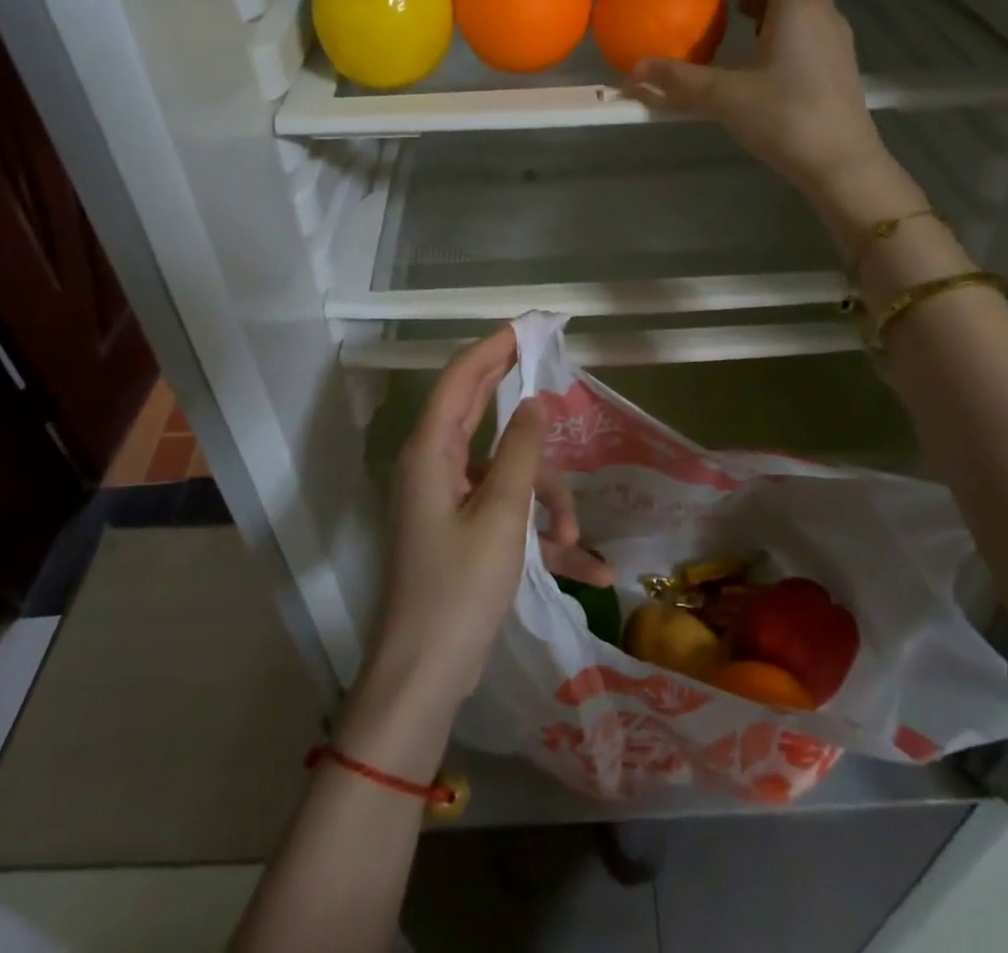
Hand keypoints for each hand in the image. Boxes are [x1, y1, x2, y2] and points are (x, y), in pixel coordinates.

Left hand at [370, 327, 609, 710]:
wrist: (421, 679)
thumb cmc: (458, 590)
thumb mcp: (501, 516)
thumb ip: (518, 452)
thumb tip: (535, 402)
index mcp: (432, 451)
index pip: (461, 378)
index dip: (493, 348)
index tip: (527, 327)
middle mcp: (434, 466)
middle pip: (479, 411)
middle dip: (521, 399)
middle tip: (555, 370)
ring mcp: (446, 501)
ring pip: (505, 472)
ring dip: (546, 498)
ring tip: (576, 540)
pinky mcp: (460, 533)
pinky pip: (505, 514)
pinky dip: (538, 532)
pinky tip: (586, 566)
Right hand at [635, 0, 924, 231]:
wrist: (840, 162)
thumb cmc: (784, 117)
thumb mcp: (724, 97)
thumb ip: (679, 80)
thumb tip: (634, 71)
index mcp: (799, 8)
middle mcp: (823, 17)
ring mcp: (836, 44)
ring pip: (809, 5)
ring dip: (777, 2)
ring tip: (743, 14)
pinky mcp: (839, 69)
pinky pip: (812, 30)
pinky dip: (787, 26)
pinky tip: (763, 55)